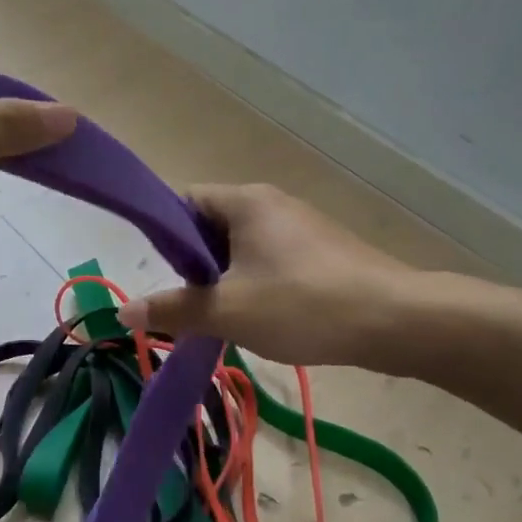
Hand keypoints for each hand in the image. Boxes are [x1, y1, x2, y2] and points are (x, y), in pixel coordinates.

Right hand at [115, 184, 445, 369]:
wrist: (397, 321)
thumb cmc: (302, 305)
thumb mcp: (227, 311)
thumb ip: (173, 309)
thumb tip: (124, 312)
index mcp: (245, 201)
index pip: (183, 200)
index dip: (163, 234)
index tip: (162, 275)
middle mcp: (271, 202)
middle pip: (210, 224)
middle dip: (194, 265)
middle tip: (195, 304)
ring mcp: (300, 225)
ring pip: (241, 246)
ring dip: (225, 279)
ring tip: (227, 316)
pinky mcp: (321, 250)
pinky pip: (270, 258)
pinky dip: (255, 283)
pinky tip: (264, 317)